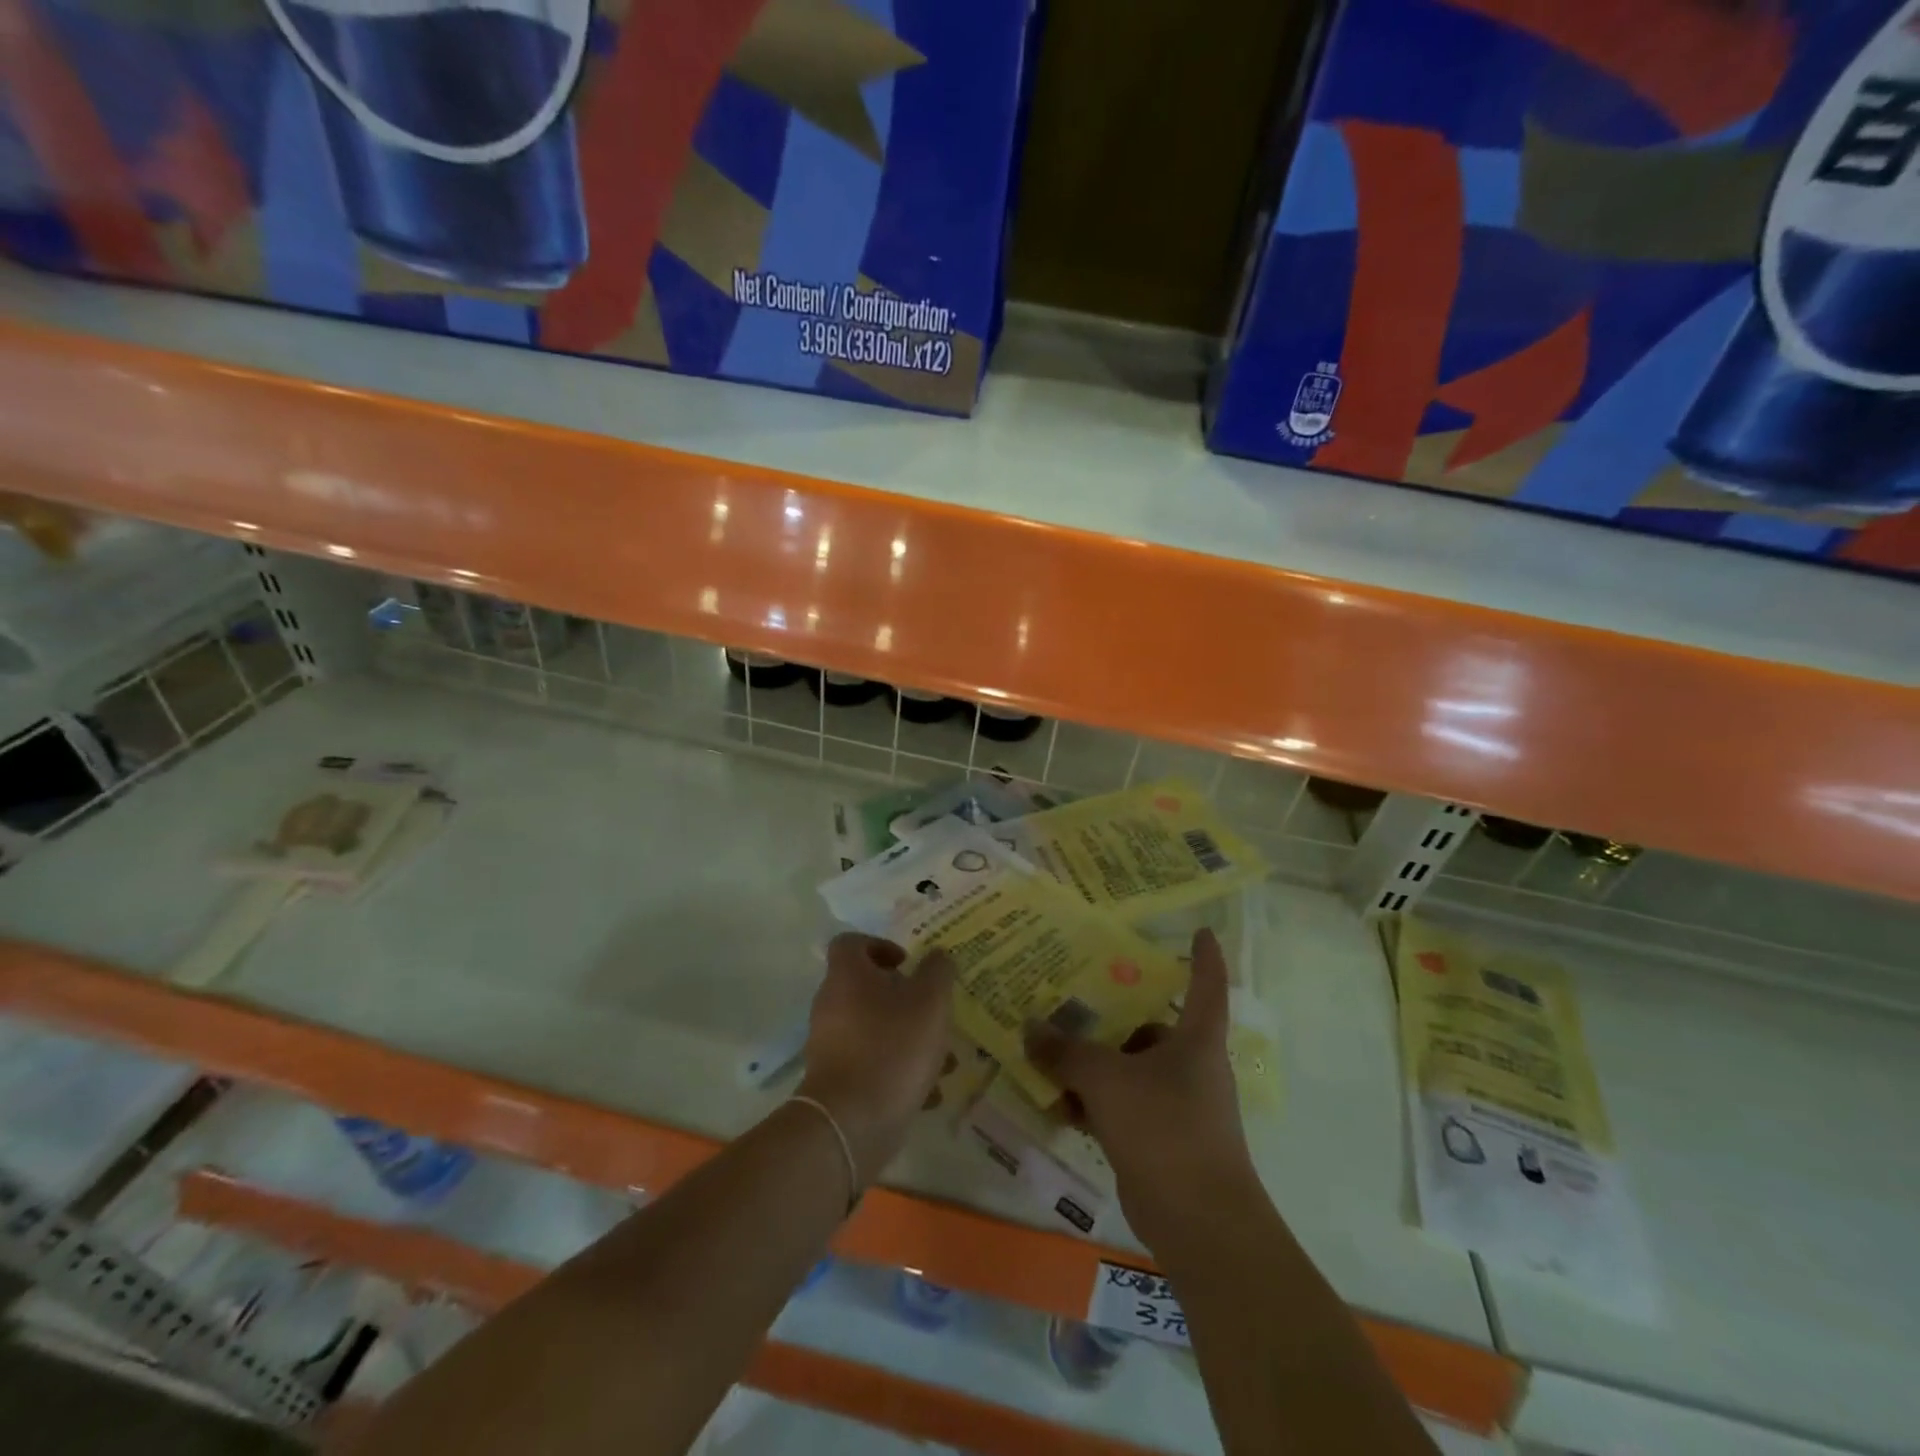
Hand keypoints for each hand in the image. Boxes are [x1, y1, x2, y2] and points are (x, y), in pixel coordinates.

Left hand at [797, 933, 954, 1188]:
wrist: (851, 1124)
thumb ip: (938, 972)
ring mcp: (830, 1045)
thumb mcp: (930, 1002)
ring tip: (945, 1061)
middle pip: (867, 988)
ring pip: (875, 1029)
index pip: (851, 943)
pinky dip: (898, 1071)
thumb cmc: (892, 1048)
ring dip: (910, 1038)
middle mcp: (832, 1005)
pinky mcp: (836, 1081)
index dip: (880, 945)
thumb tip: (937, 956)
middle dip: (907, 999)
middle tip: (934, 1012)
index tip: (908, 964)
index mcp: (847, 976)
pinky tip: (930, 1092)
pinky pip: (871, 1064)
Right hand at [1025, 929, 1260, 1255]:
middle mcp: (1191, 1067)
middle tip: (1070, 1004)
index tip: (1202, 930)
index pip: (1206, 985)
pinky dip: (1095, 1105)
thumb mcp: (1106, 1080)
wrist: (1200, 1224)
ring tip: (1049, 1059)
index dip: (1205, 956)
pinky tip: (1059, 1108)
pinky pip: (1122, 1108)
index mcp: (1196, 1040)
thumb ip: (1066, 1051)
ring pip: (1130, 1071)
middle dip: (1111, 1020)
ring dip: (1093, 1068)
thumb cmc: (1164, 1129)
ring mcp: (1178, 1106)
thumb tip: (1030, 1026)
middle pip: (1151, 1029)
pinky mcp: (1161, 1142)